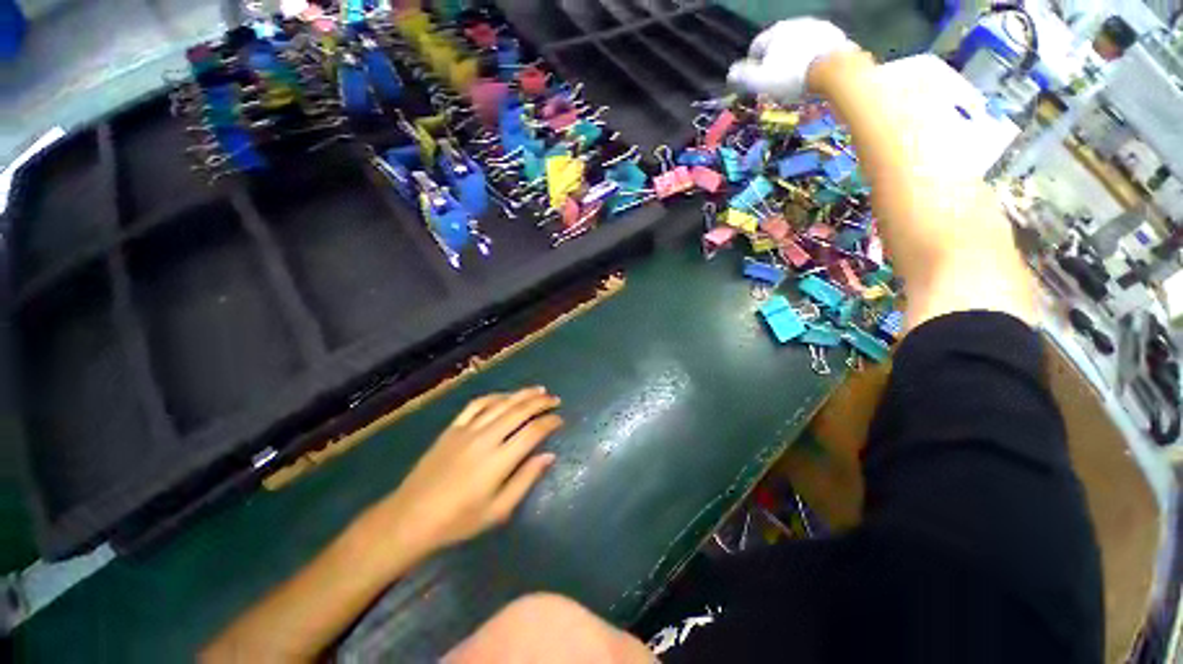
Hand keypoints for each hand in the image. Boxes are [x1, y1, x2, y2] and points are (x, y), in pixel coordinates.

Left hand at [359, 387, 561, 565]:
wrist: (410, 517)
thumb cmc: (458, 521)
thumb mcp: (498, 511)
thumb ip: (525, 480)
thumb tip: (549, 456)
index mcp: (498, 461)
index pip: (532, 432)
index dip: (550, 422)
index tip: (560, 420)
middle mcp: (485, 438)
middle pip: (519, 411)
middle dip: (541, 402)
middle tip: (555, 400)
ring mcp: (467, 430)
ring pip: (500, 403)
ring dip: (522, 394)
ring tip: (539, 390)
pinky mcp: (452, 428)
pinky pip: (477, 404)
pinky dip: (495, 396)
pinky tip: (505, 396)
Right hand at [727, 18, 857, 102]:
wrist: (833, 68)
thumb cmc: (791, 76)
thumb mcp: (759, 81)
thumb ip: (742, 77)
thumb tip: (730, 73)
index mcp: (774, 33)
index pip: (756, 47)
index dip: (752, 65)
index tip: (755, 81)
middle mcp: (794, 23)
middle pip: (778, 44)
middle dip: (775, 60)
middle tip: (776, 81)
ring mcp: (816, 26)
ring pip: (798, 44)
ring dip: (794, 57)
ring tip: (795, 78)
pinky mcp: (834, 34)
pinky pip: (817, 47)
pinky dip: (812, 57)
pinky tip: (813, 72)